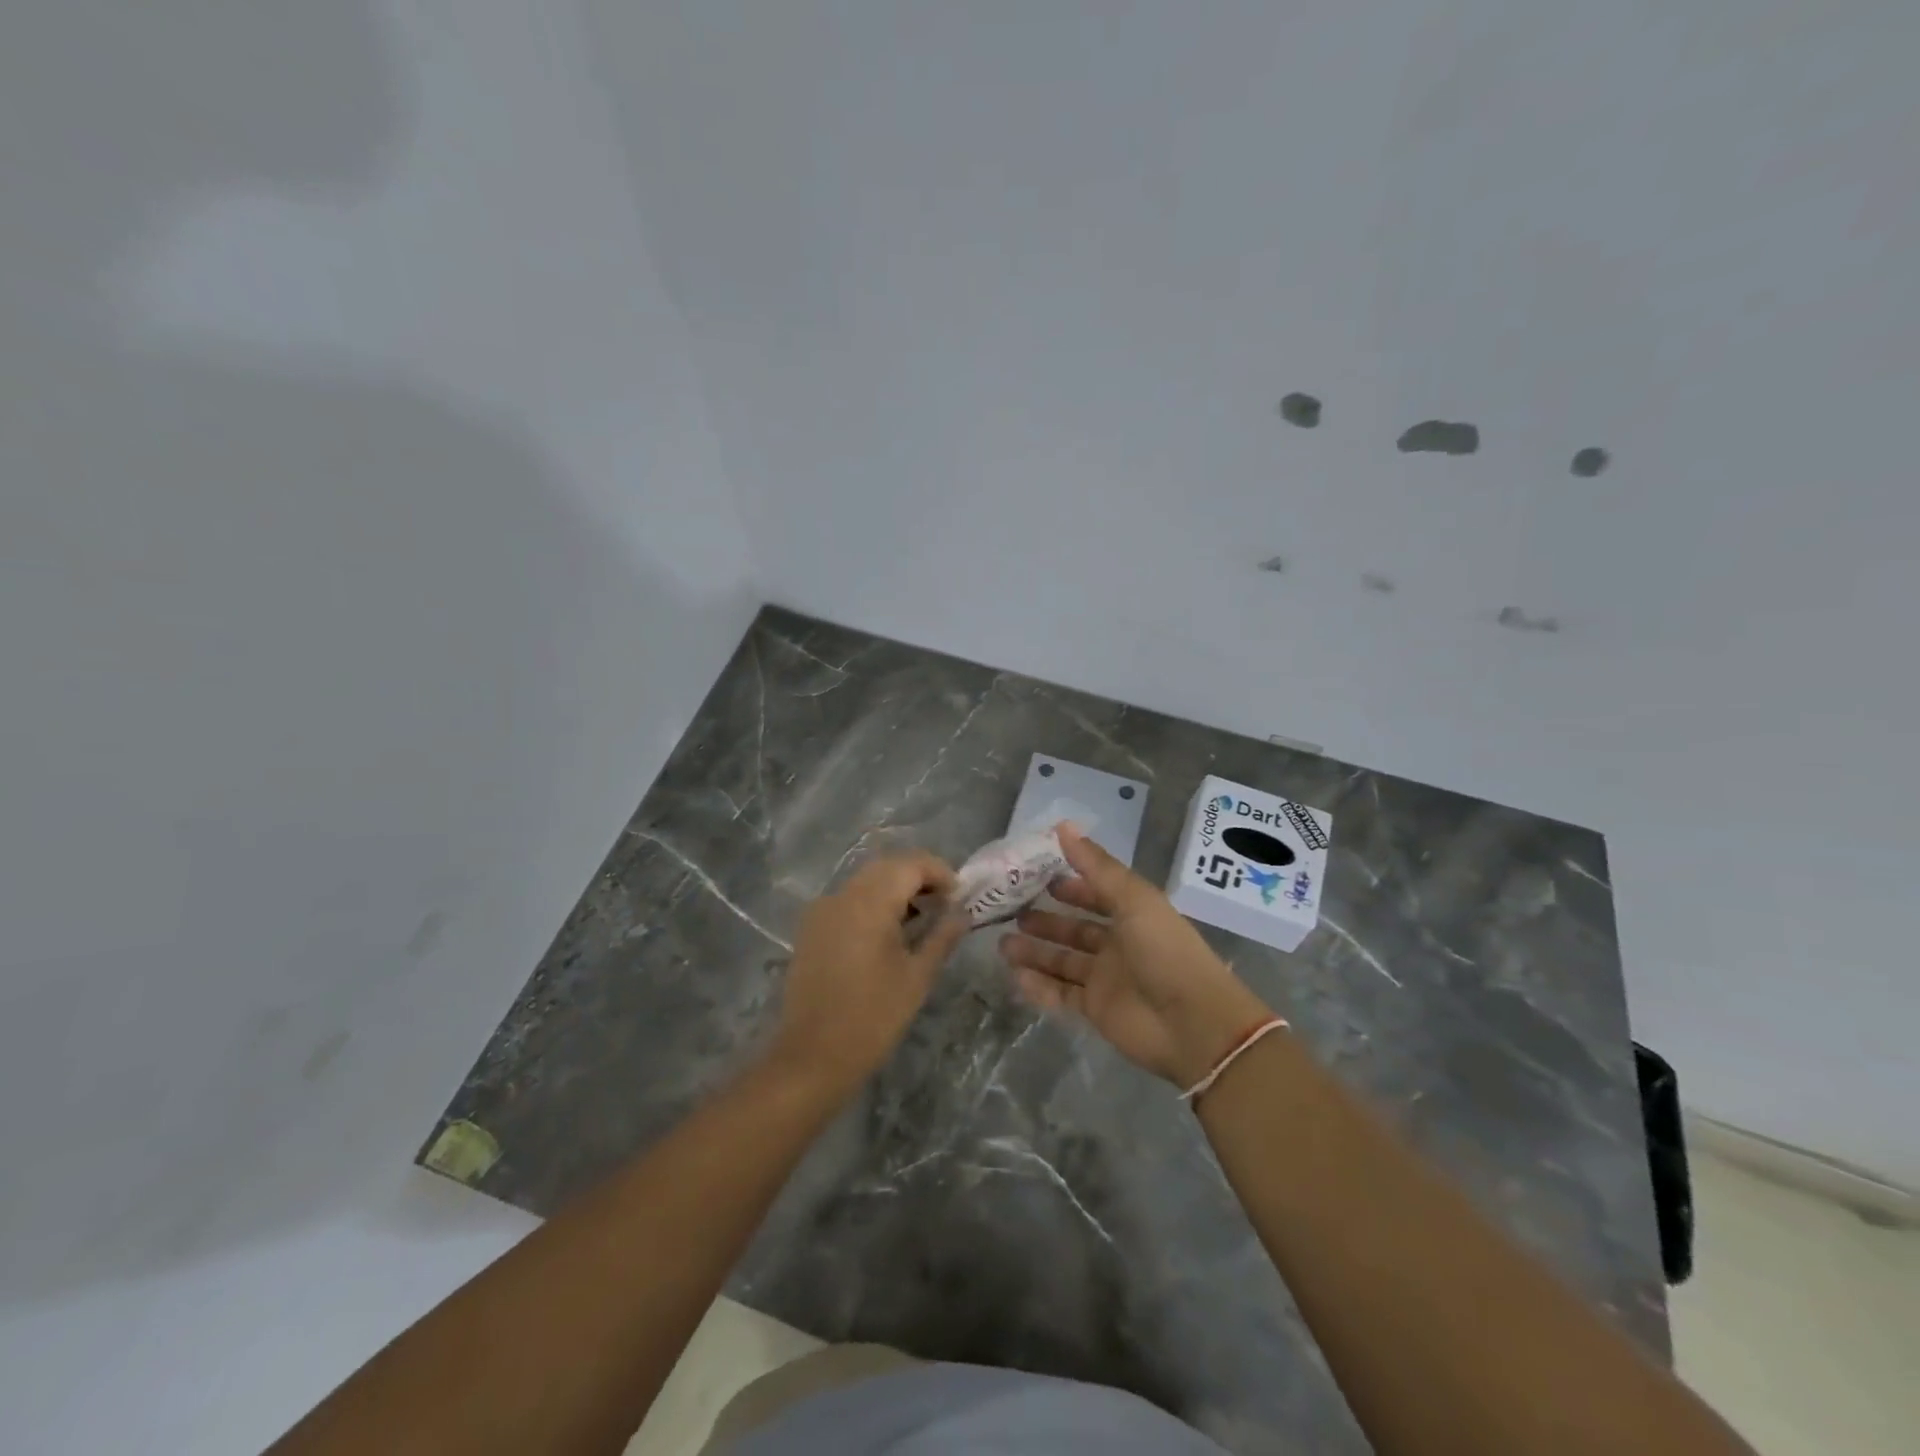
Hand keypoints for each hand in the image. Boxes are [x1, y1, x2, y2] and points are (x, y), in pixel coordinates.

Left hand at [769, 851, 967, 1094]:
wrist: (812, 1057)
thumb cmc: (873, 1018)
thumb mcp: (917, 977)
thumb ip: (942, 936)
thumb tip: (963, 912)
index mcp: (869, 902)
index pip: (910, 863)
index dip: (940, 871)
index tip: (960, 896)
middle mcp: (842, 895)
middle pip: (887, 866)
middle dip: (919, 876)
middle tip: (945, 904)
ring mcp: (822, 909)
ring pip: (866, 880)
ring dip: (896, 888)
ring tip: (921, 919)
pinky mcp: (811, 927)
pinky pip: (849, 899)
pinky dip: (873, 902)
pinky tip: (889, 932)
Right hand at [999, 825, 1272, 1086]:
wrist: (1193, 1024)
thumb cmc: (1164, 951)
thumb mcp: (1133, 899)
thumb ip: (1096, 866)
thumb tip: (1062, 826)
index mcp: (1132, 915)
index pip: (1095, 895)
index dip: (1068, 887)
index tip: (1034, 877)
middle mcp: (1118, 945)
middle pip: (1074, 930)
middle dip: (1044, 921)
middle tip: (1009, 912)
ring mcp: (1106, 980)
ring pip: (1062, 962)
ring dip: (1034, 953)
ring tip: (1002, 944)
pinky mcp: (1096, 1011)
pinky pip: (1061, 995)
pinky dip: (1039, 987)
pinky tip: (1014, 976)